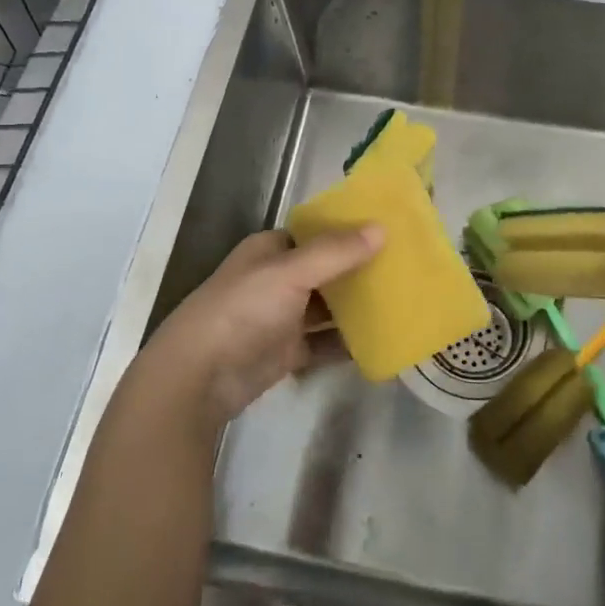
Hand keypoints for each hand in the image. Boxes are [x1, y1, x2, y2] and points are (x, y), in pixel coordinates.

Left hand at [143, 225, 383, 426]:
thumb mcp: (289, 273)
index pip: (316, 233)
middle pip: (326, 270)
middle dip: (359, 270)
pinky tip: (382, 341)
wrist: (197, 378)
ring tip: (403, 302)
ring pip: (327, 308)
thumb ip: (335, 252)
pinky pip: (324, 343)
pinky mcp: (286, 353)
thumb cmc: (241, 311)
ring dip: (357, 307)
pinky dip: (348, 343)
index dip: (349, 230)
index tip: (390, 231)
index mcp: (270, 250)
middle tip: (406, 268)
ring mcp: (281, 318)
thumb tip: (381, 227)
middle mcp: (276, 279)